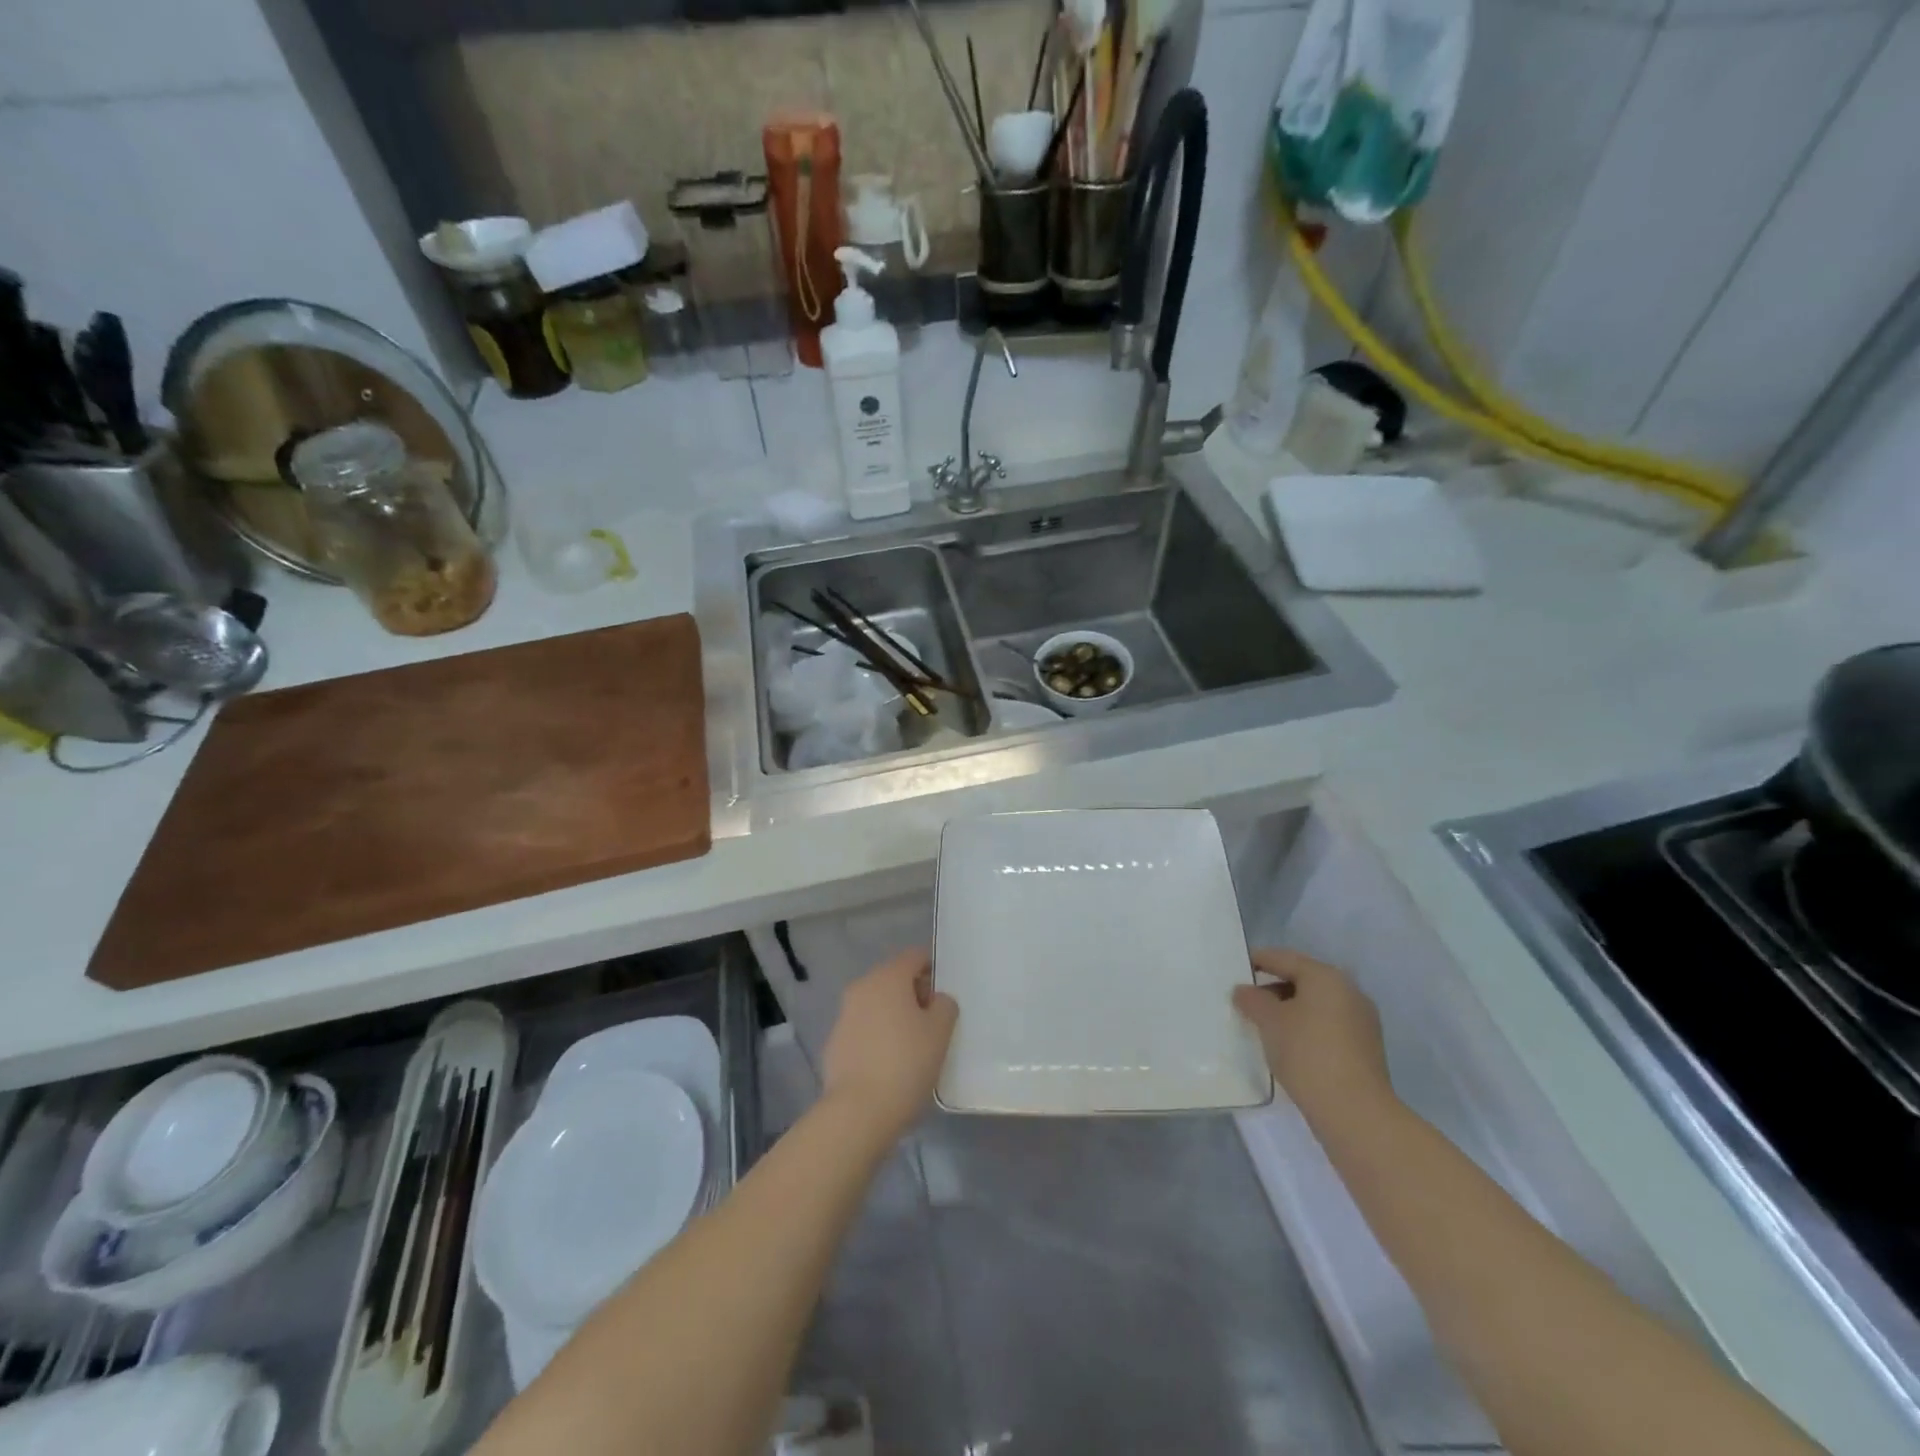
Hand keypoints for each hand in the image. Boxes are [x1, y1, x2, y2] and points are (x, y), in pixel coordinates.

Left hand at [821, 948, 957, 1145]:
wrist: (857, 1112)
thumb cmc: (906, 1063)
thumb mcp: (940, 1032)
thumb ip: (944, 1005)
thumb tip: (935, 1000)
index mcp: (888, 977)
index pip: (915, 956)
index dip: (933, 969)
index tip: (945, 996)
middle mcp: (862, 988)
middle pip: (894, 979)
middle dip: (914, 995)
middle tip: (934, 1024)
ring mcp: (844, 1015)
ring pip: (877, 1004)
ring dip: (894, 1016)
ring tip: (913, 1047)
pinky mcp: (834, 1043)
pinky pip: (863, 1029)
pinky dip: (877, 1037)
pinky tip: (890, 1065)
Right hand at [1232, 949, 1392, 1115]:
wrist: (1355, 1112)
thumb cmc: (1307, 1053)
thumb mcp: (1268, 1021)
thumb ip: (1252, 999)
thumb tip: (1244, 991)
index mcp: (1326, 976)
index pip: (1284, 958)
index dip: (1258, 960)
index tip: (1236, 968)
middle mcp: (1349, 991)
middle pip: (1302, 980)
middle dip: (1273, 987)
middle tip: (1246, 1000)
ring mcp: (1361, 1021)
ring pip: (1316, 1005)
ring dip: (1289, 1010)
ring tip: (1263, 1025)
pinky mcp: (1365, 1048)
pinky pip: (1327, 1026)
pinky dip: (1305, 1028)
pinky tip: (1288, 1045)